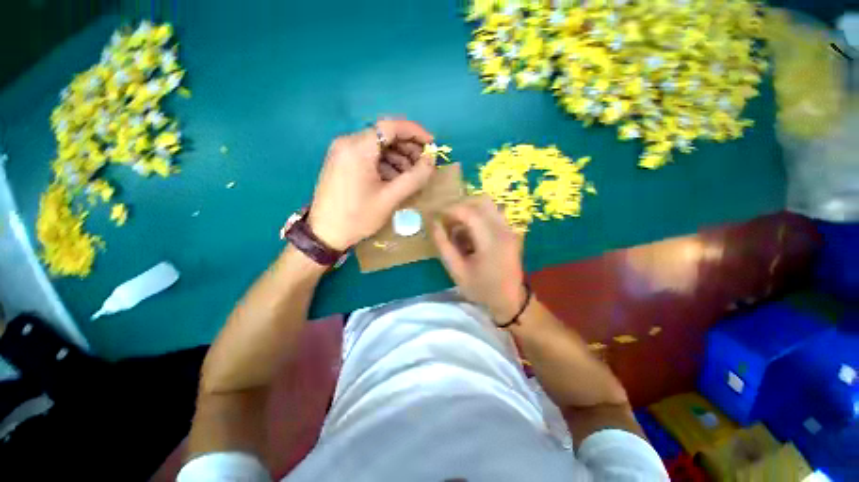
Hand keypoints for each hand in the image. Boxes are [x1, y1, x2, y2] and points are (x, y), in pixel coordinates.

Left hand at [308, 119, 435, 250]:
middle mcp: (348, 142)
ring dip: (398, 157)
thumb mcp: (390, 198)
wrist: (325, 233)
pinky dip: (386, 163)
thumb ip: (415, 177)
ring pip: (377, 146)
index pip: (391, 127)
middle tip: (424, 163)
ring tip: (412, 175)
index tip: (432, 144)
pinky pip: (369, 156)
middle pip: (384, 135)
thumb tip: (432, 160)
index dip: (415, 132)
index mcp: (358, 148)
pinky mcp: (342, 162)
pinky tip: (396, 179)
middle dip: (408, 147)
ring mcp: (343, 152)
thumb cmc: (358, 216)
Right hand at [432, 196, 526, 322]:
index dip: (450, 210)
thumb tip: (433, 224)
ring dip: (469, 210)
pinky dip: (478, 217)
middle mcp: (503, 230)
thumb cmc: (481, 289)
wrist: (511, 300)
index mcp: (491, 241)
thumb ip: (444, 245)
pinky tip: (470, 234)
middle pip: (481, 200)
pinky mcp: (510, 231)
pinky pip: (492, 213)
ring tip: (458, 228)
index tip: (437, 216)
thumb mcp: (457, 271)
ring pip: (488, 205)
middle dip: (460, 206)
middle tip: (447, 220)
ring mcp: (510, 229)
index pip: (469, 212)